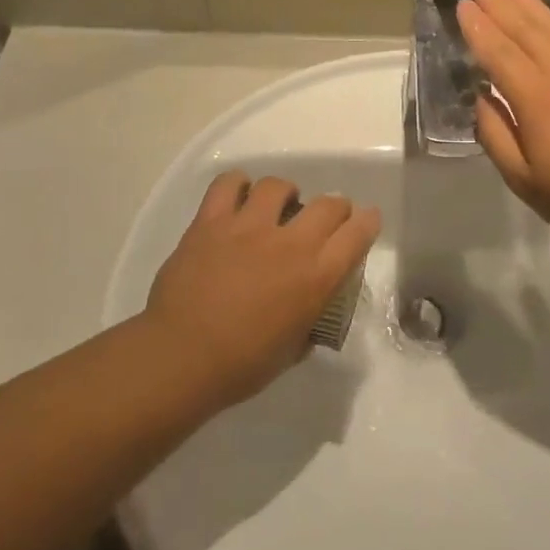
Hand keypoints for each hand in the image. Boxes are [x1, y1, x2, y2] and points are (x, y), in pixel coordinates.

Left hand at [143, 171, 381, 404]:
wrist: (181, 356)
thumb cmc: (241, 365)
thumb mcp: (292, 349)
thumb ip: (308, 321)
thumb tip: (309, 313)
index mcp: (315, 277)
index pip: (357, 234)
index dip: (368, 223)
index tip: (366, 221)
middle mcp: (289, 243)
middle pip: (328, 204)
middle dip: (335, 207)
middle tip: (326, 218)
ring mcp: (248, 227)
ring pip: (278, 186)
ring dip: (286, 194)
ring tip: (278, 206)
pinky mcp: (211, 221)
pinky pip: (228, 184)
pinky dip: (238, 185)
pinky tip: (238, 198)